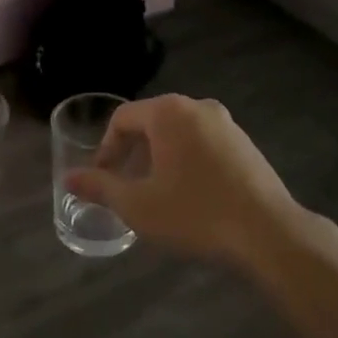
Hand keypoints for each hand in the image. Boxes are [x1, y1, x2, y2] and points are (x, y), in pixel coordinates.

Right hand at [65, 94, 305, 268]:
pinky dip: (188, 160)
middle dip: (133, 152)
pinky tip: (191, 194)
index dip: (106, 148)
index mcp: (168, 112)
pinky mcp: (245, 143)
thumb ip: (100, 187)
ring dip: (160, 157)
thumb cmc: (195, 213)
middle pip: (151, 122)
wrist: (268, 232)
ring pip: (179, 133)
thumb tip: (69, 178)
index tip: (102, 178)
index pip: (122, 119)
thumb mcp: (138, 205)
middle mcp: (197, 106)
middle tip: (126, 186)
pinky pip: (203, 143)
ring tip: (156, 192)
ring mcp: (226, 123)